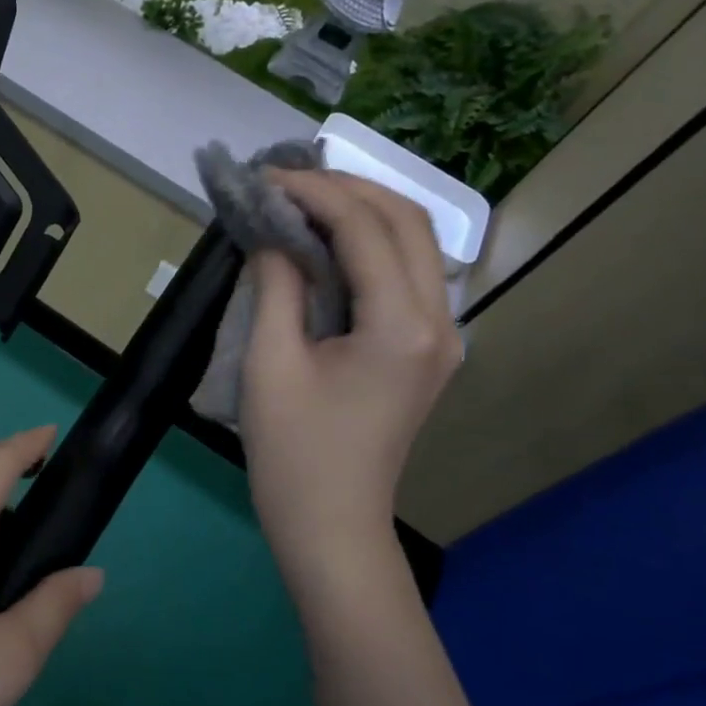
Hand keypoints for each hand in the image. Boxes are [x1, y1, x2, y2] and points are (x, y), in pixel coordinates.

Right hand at [239, 170, 460, 595]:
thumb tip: (272, 234)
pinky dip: (369, 245)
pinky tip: (327, 244)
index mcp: (400, 326)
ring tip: (302, 202)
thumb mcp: (270, 364)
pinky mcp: (427, 350)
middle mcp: (439, 321)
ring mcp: (441, 337)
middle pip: (407, 221)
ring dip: (362, 211)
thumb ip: (277, 286)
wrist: (332, 526)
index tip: (264, 179)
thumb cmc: (293, 454)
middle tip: (285, 184)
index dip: (314, 192)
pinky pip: (407, 274)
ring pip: (415, 243)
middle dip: (347, 189)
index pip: (365, 228)